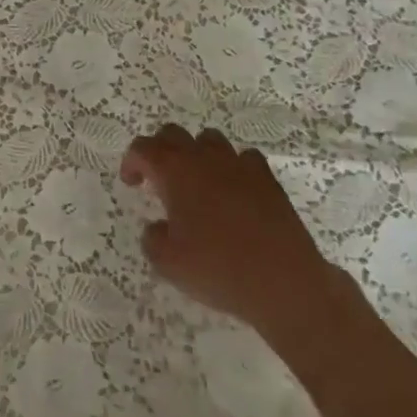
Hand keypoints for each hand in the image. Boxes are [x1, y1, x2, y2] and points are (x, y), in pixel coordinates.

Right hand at [120, 125, 339, 336]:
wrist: (284, 282)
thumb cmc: (218, 269)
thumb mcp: (168, 263)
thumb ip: (153, 238)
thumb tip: (158, 227)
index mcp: (175, 171)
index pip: (143, 148)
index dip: (132, 161)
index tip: (132, 182)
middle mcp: (204, 158)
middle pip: (173, 134)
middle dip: (160, 150)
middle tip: (158, 179)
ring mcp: (238, 164)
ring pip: (209, 139)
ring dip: (196, 153)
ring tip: (196, 181)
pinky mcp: (266, 179)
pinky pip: (244, 158)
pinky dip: (233, 167)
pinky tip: (234, 189)